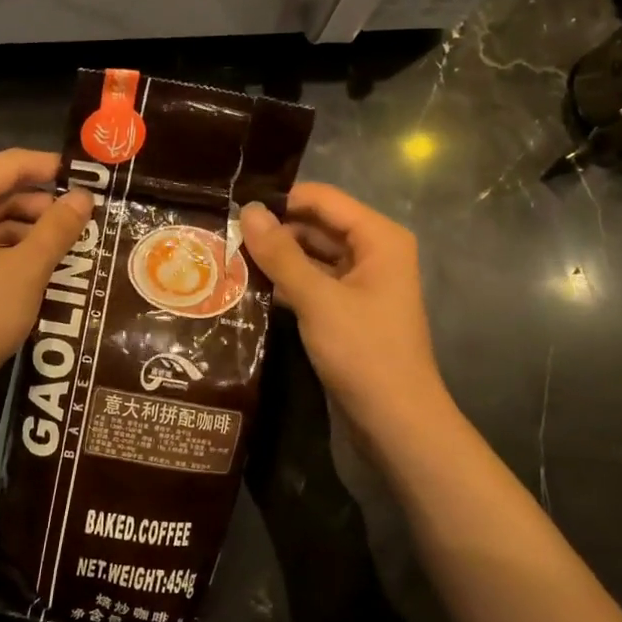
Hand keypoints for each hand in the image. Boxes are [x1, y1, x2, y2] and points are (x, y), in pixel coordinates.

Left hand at [0, 149, 93, 410]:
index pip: (10, 164)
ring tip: (69, 245)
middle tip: (86, 218)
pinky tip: (38, 269)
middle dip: (42, 204)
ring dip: (28, 230)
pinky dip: (8, 251)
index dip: (51, 167)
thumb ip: (57, 228)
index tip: (89, 177)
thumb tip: (83, 197)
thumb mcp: (27, 269)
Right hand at [240, 183, 449, 431]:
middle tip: (224, 236)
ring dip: (277, 258)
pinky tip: (250, 287)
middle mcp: (374, 252)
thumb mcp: (318, 299)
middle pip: (317, 225)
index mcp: (379, 238)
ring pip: (312, 255)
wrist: (396, 422)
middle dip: (275, 230)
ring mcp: (362, 282)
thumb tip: (247, 210)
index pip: (323, 199)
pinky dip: (287, 283)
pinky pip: (314, 282)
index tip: (234, 207)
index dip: (281, 200)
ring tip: (228, 258)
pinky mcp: (348, 310)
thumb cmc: (363, 352)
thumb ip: (281, 254)